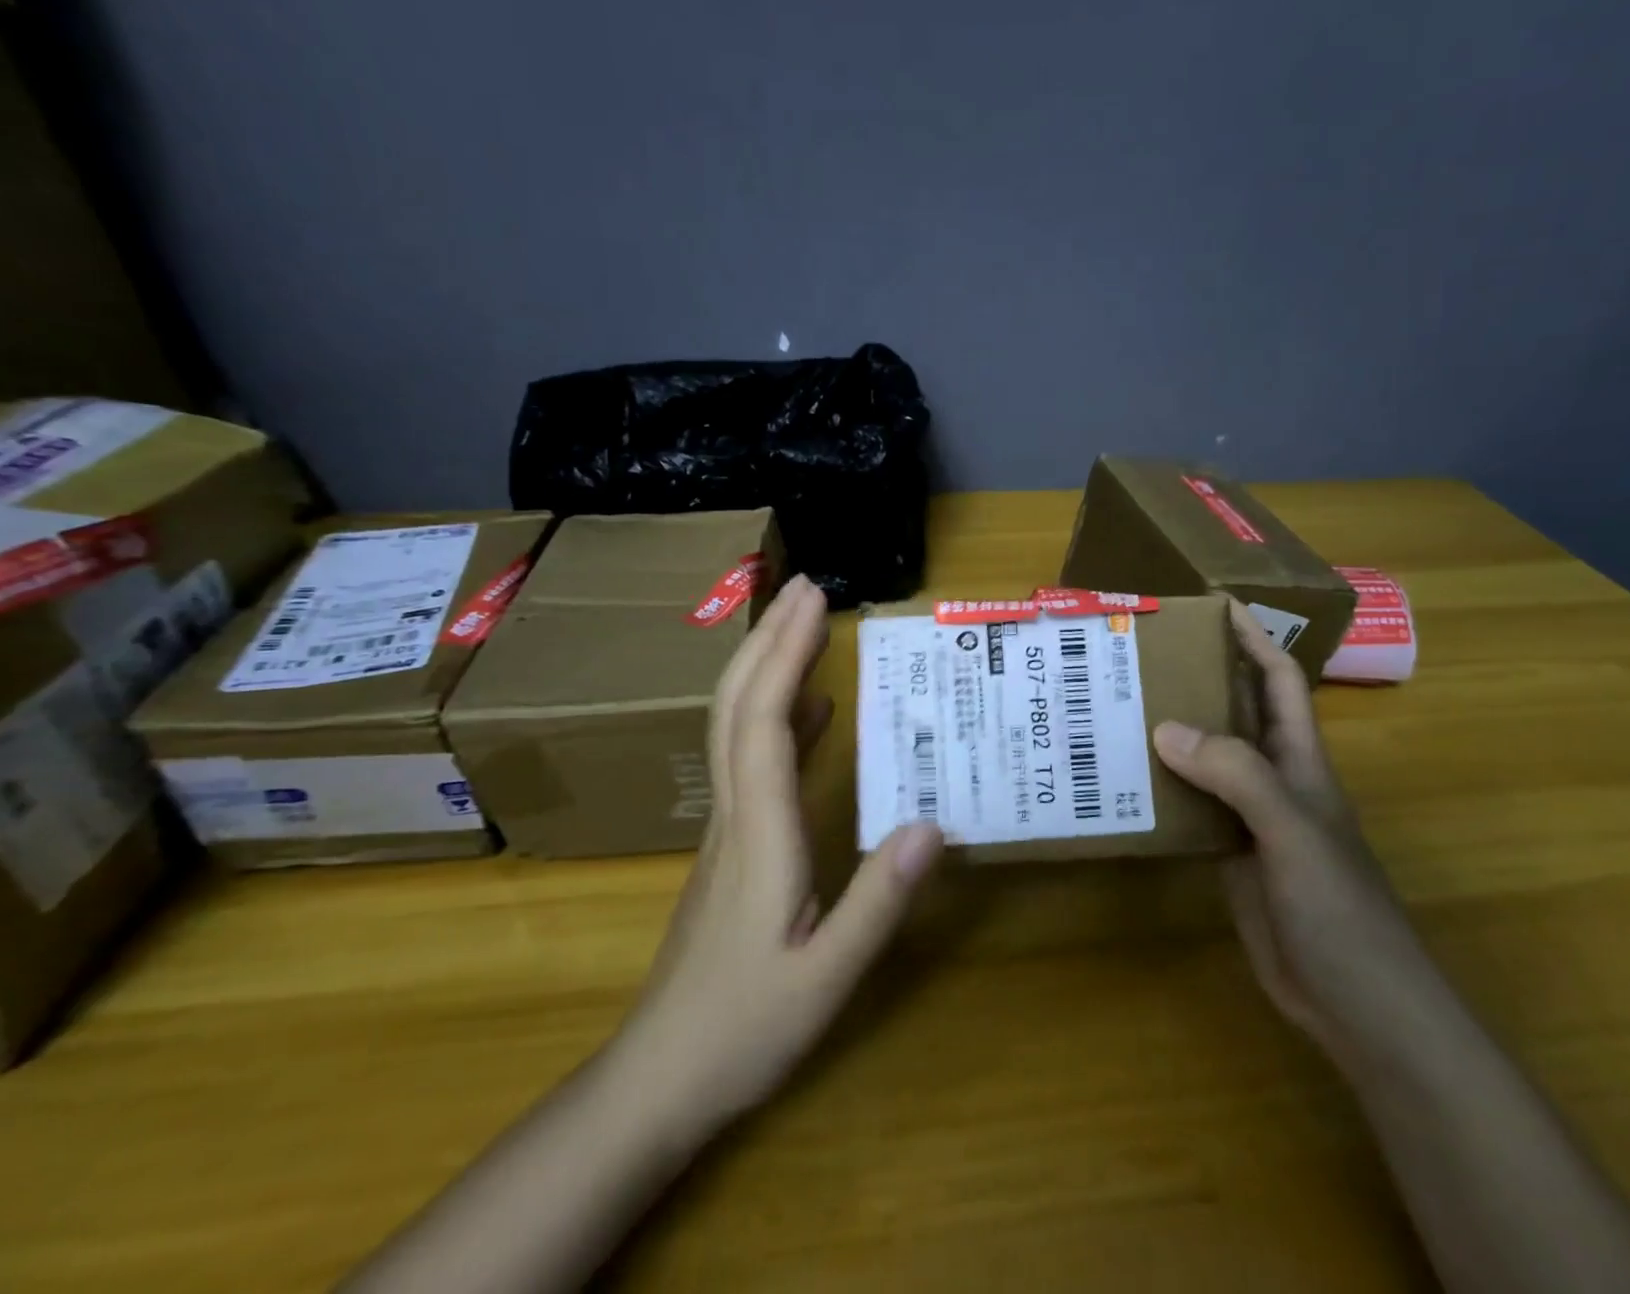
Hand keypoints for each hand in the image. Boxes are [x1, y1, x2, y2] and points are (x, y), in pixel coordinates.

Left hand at [610, 575, 944, 1135]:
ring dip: (768, 666)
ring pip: (735, 726)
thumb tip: (932, 825)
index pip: (766, 723)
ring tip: (806, 625)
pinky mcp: (731, 843)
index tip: (814, 603)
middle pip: (737, 706)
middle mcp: (734, 813)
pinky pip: (751, 759)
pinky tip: (814, 710)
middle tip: (807, 588)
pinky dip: (779, 716)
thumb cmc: (742, 1030)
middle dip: (769, 637)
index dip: (787, 655)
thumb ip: (879, 902)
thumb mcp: (826, 978)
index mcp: (758, 834)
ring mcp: (726, 827)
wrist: (658, 1079)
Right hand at [1152, 600, 1435, 1056]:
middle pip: (1232, 712)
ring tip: (1113, 709)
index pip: (1278, 680)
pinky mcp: (1227, 855)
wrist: (1358, 1006)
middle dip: (1195, 678)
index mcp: (1299, 759)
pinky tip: (1122, 781)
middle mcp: (1271, 779)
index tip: (1210, 604)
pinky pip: (1188, 806)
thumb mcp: (1292, 831)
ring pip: (1204, 759)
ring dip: (1168, 733)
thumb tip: (1165, 726)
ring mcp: (1248, 819)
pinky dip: (1159, 788)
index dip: (1252, 638)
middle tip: (1135, 656)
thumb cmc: (1339, 909)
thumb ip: (1236, 774)